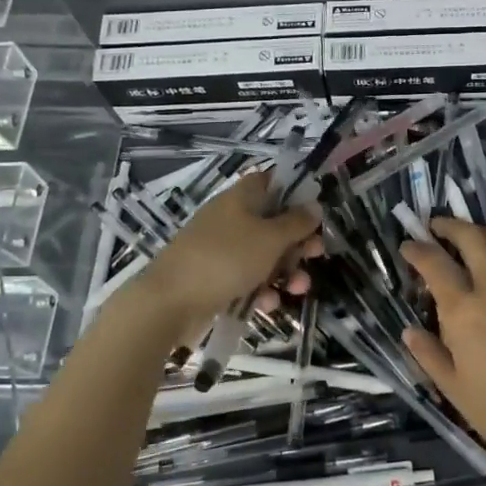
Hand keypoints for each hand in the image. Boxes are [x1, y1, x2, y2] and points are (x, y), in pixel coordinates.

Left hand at [132, 172, 322, 340]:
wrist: (169, 302)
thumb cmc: (225, 259)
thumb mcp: (269, 238)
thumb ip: (296, 222)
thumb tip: (314, 205)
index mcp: (240, 198)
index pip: (269, 181)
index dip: (294, 191)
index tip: (315, 210)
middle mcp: (230, 219)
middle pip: (272, 222)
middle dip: (297, 240)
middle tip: (316, 253)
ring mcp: (220, 250)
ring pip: (263, 255)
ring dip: (285, 271)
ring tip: (299, 288)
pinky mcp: (214, 279)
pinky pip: (246, 279)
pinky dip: (261, 290)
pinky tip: (268, 304)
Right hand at [400, 217, 485, 475]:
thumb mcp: (454, 390)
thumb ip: (429, 354)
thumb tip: (410, 331)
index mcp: (464, 310)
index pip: (434, 263)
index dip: (417, 250)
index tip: (408, 246)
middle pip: (471, 237)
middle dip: (450, 226)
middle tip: (438, 227)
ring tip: (476, 239)